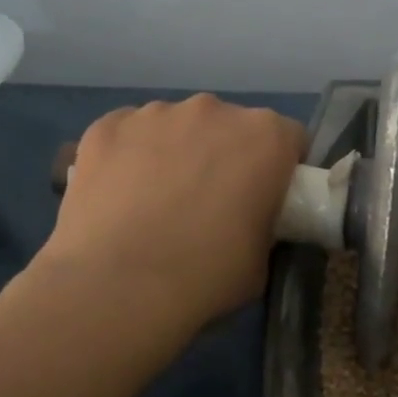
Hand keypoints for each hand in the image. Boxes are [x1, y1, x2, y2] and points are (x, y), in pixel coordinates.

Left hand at [39, 95, 306, 328]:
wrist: (116, 287)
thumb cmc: (204, 276)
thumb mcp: (261, 258)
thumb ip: (263, 221)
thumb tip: (248, 218)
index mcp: (265, 137)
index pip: (289, 139)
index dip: (280, 169)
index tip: (265, 198)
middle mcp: (214, 109)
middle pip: (230, 126)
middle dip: (225, 155)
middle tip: (209, 204)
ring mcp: (156, 112)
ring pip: (177, 126)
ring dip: (176, 152)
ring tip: (156, 203)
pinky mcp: (108, 125)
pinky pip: (129, 134)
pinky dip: (129, 156)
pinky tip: (119, 197)